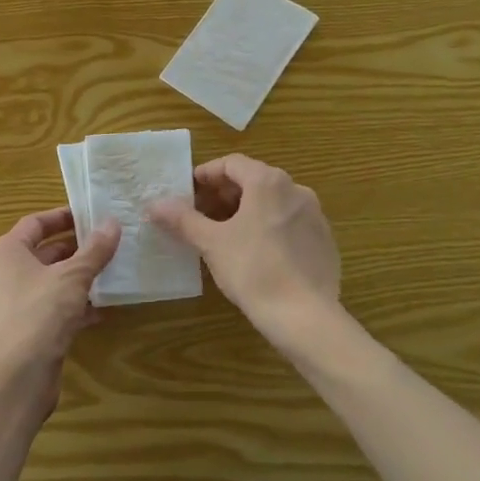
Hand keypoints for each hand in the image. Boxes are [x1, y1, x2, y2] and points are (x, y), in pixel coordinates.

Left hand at [0, 206, 120, 411]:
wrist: (17, 377)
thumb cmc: (40, 313)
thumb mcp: (73, 276)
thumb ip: (94, 250)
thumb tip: (112, 223)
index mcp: (7, 252)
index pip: (35, 223)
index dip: (62, 216)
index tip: (90, 214)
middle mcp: (5, 274)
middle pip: (44, 252)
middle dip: (76, 248)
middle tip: (108, 243)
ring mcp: (14, 304)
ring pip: (51, 282)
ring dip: (78, 278)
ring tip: (110, 272)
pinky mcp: (26, 330)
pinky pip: (53, 308)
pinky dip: (75, 306)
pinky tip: (102, 310)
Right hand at [150, 154, 347, 357]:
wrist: (305, 316)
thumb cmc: (253, 270)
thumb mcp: (211, 243)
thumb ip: (182, 219)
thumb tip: (154, 204)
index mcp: (268, 182)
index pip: (232, 164)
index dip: (206, 174)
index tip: (188, 192)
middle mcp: (296, 190)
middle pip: (254, 180)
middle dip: (225, 194)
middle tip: (201, 214)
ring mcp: (315, 215)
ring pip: (273, 202)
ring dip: (247, 211)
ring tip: (225, 234)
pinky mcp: (325, 241)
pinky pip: (290, 224)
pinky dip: (269, 228)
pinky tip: (256, 254)